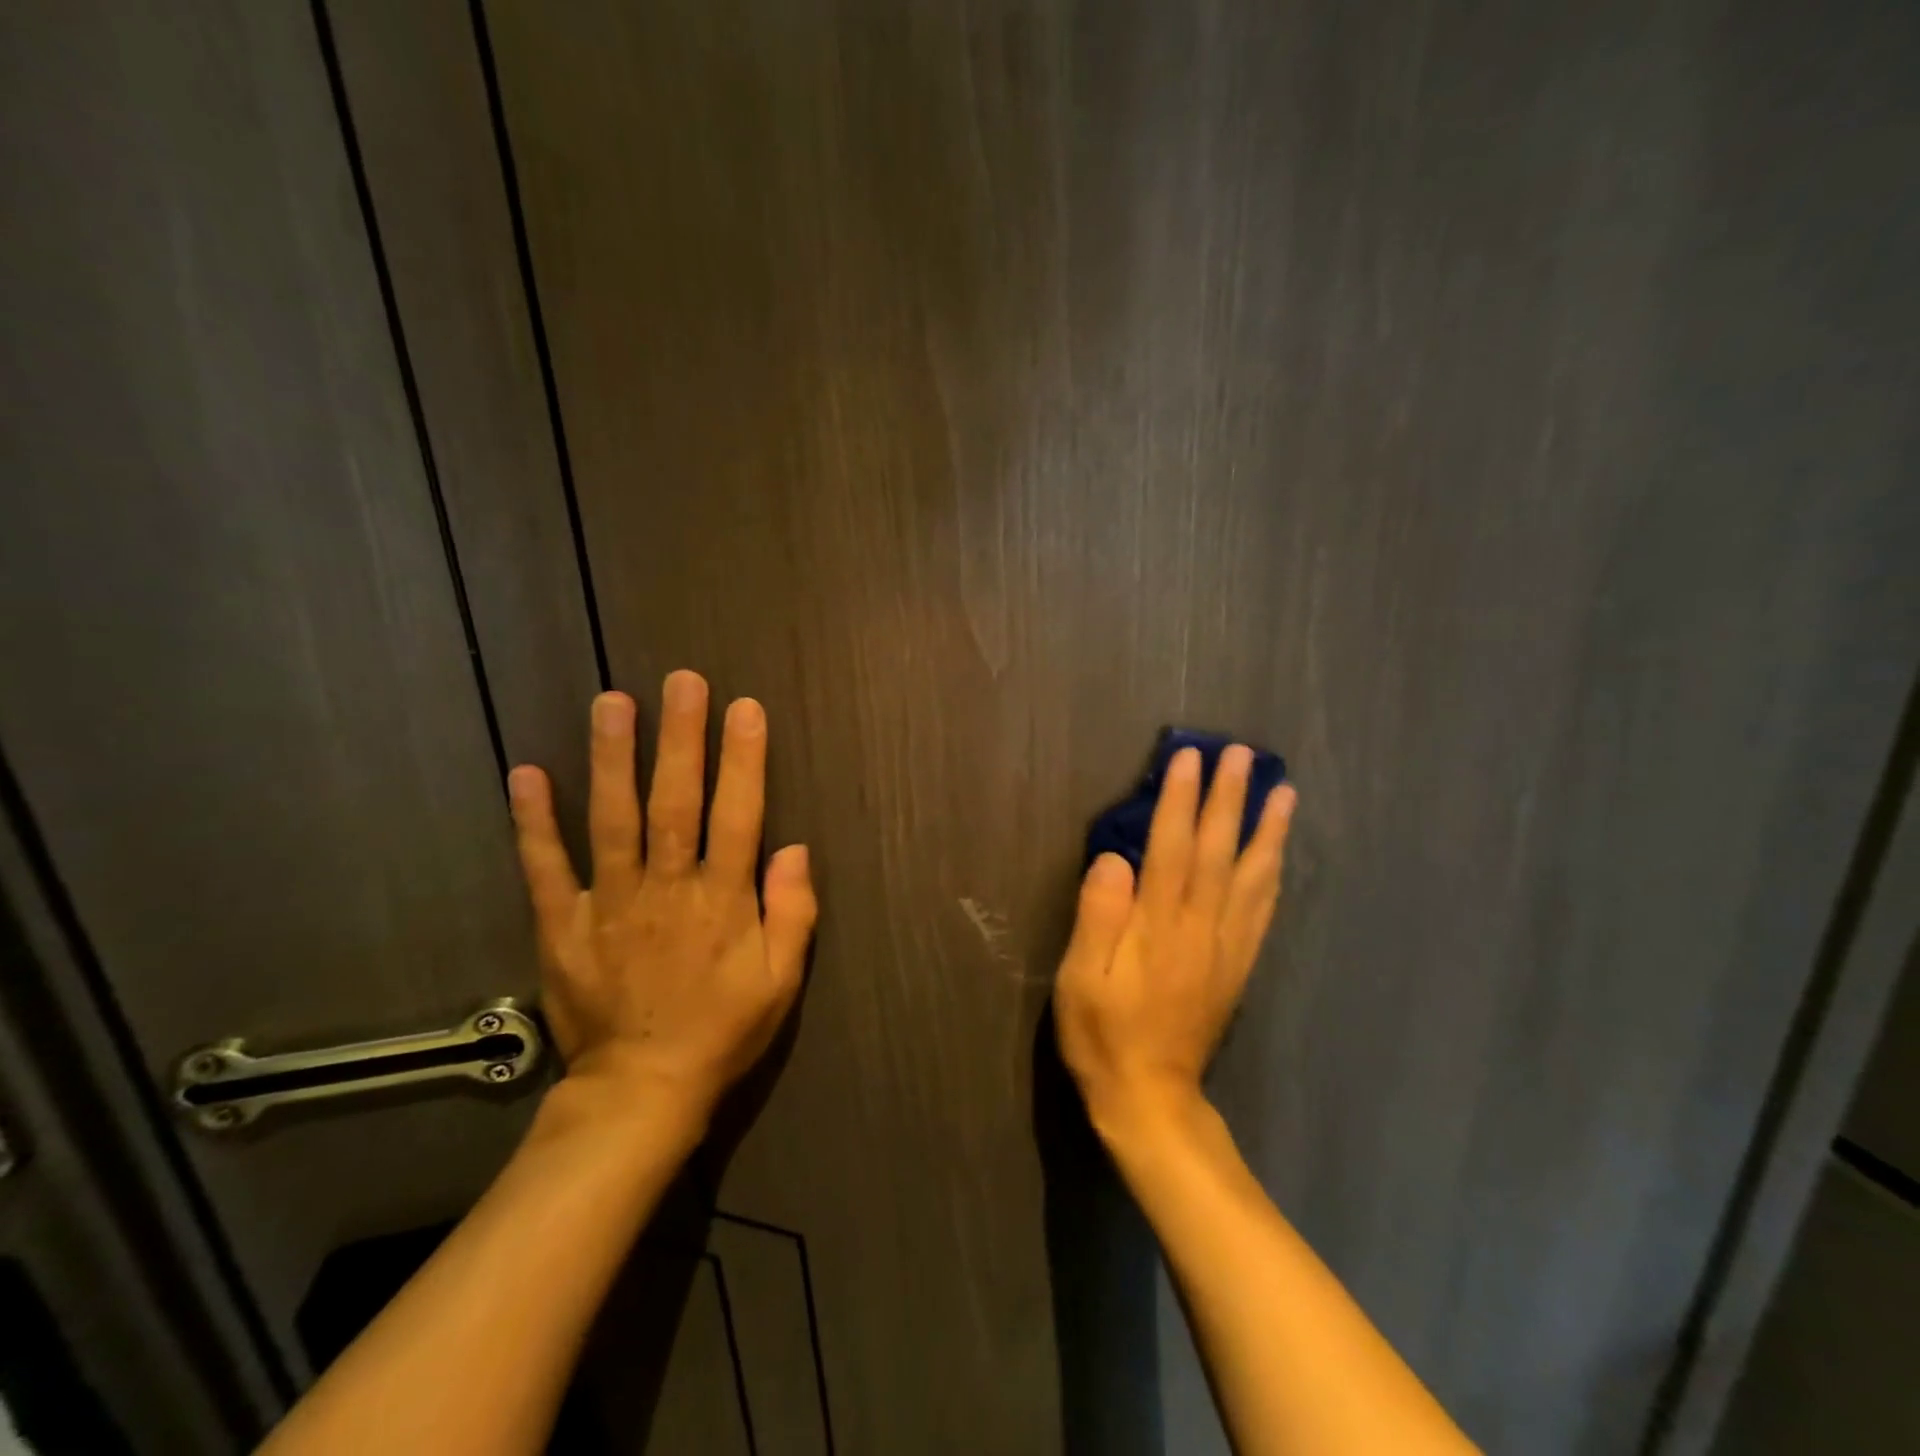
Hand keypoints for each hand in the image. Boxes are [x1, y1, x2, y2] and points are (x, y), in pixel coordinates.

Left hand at [506, 672, 816, 1126]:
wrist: (641, 1091)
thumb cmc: (722, 1030)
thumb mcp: (781, 982)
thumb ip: (793, 913)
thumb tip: (795, 848)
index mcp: (722, 902)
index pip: (738, 817)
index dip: (744, 761)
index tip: (744, 709)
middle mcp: (666, 890)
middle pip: (675, 803)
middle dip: (681, 739)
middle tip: (681, 681)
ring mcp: (609, 904)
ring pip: (612, 821)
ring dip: (612, 759)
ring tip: (612, 702)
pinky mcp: (563, 925)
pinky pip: (546, 868)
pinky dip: (533, 822)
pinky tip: (527, 773)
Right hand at [1053, 746, 1296, 1130]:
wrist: (1151, 1098)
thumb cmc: (1103, 1034)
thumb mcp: (1080, 978)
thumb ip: (1098, 915)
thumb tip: (1115, 858)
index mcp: (1158, 926)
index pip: (1172, 847)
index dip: (1180, 799)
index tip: (1188, 758)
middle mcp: (1201, 927)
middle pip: (1218, 851)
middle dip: (1229, 798)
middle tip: (1241, 753)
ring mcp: (1226, 947)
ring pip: (1252, 876)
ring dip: (1267, 830)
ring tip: (1283, 792)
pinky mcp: (1237, 966)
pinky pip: (1262, 911)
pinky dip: (1273, 875)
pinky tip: (1278, 855)